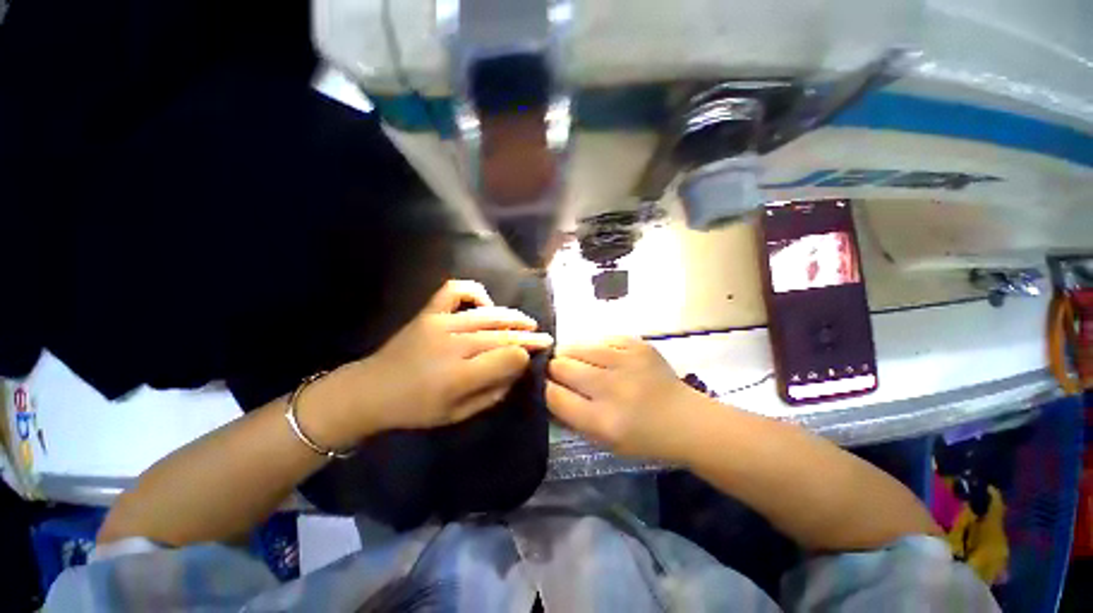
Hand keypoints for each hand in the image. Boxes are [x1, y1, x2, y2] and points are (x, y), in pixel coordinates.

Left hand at [337, 280, 552, 437]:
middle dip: (528, 336)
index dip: (525, 355)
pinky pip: (454, 290)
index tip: (535, 355)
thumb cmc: (416, 409)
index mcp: (458, 376)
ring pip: (487, 315)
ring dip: (512, 317)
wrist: (371, 391)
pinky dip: (475, 292)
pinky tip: (486, 303)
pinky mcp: (428, 312)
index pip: (506, 357)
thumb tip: (515, 370)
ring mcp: (439, 323)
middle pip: (501, 335)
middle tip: (546, 337)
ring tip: (528, 322)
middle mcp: (452, 345)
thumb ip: (492, 393)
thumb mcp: (458, 415)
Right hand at [546, 336, 695, 459]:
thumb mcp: (603, 441)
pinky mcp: (638, 345)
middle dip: (555, 369)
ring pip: (577, 346)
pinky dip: (596, 348)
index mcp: (601, 421)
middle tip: (561, 372)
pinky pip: (601, 338)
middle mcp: (611, 388)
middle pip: (561, 366)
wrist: (687, 420)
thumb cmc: (643, 438)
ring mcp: (626, 361)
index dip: (546, 389)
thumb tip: (547, 391)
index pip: (554, 395)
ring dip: (571, 354)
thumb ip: (571, 417)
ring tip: (579, 360)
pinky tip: (603, 357)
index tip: (548, 386)